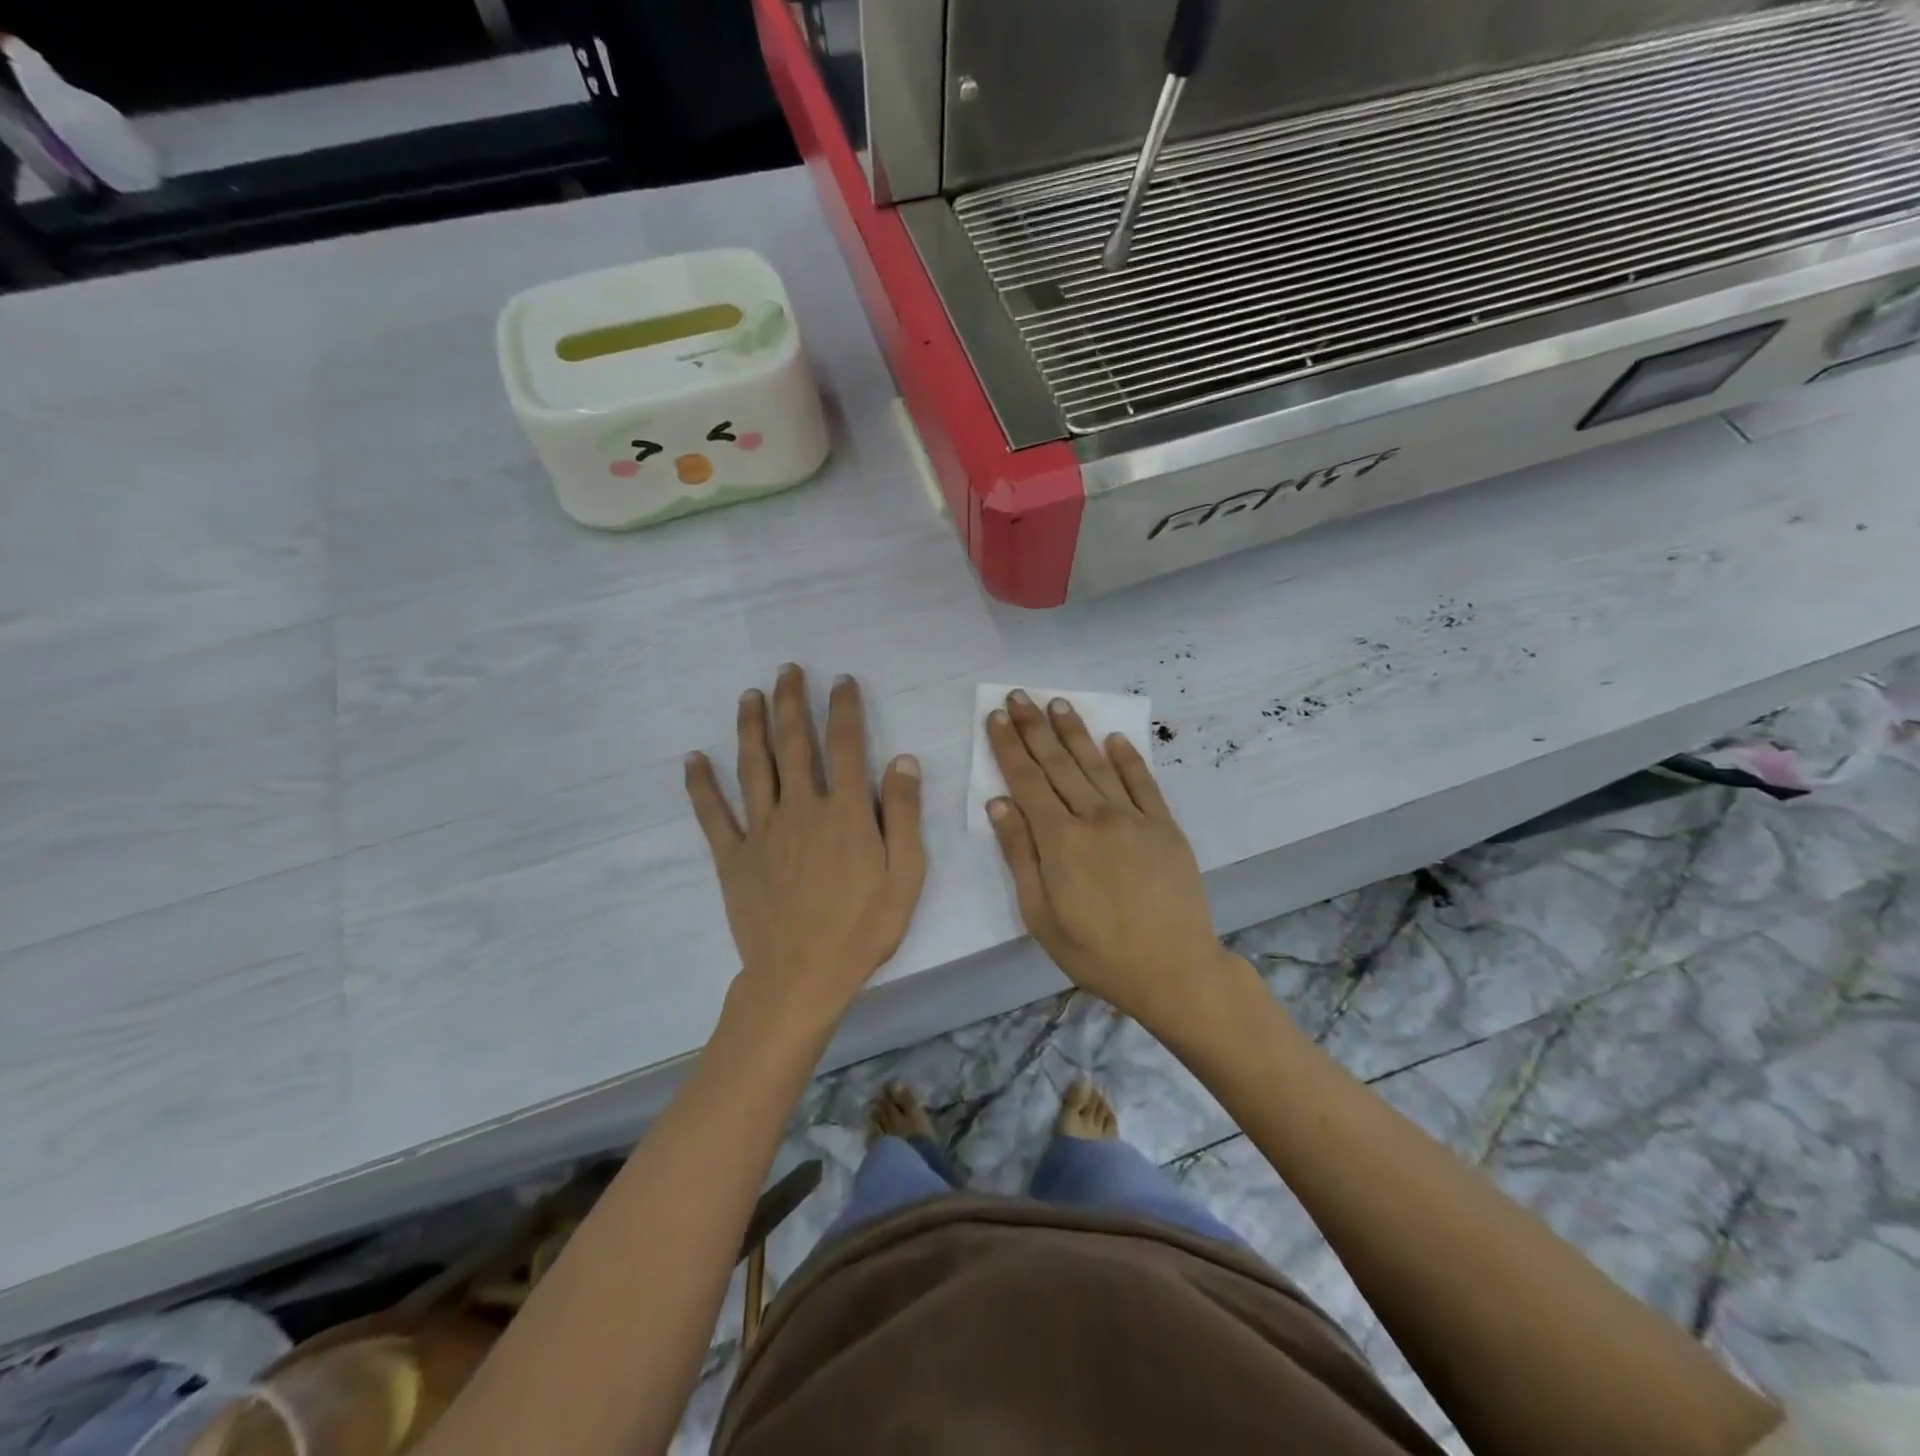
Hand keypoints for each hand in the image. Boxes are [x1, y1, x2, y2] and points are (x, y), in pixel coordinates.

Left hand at [685, 666, 925, 1028]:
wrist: (801, 977)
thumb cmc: (862, 929)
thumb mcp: (905, 876)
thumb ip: (903, 815)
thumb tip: (902, 760)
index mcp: (845, 812)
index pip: (846, 746)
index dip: (844, 708)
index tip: (841, 680)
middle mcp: (800, 809)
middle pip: (794, 744)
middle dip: (792, 703)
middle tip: (787, 670)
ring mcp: (762, 831)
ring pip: (753, 767)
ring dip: (750, 727)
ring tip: (749, 695)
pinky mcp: (733, 857)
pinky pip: (713, 814)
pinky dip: (701, 785)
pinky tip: (692, 759)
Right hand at [986, 691, 1245, 1027]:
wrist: (1174, 970)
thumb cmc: (1096, 952)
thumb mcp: (1040, 915)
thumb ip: (1019, 854)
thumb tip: (998, 804)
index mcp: (1060, 840)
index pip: (1026, 780)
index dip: (1008, 746)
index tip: (996, 717)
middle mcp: (1095, 817)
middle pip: (1058, 763)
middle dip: (1035, 726)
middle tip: (1020, 694)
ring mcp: (1134, 818)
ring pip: (1096, 764)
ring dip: (1075, 731)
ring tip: (1058, 703)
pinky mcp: (1165, 826)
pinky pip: (1143, 783)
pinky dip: (1127, 758)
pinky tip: (1114, 738)